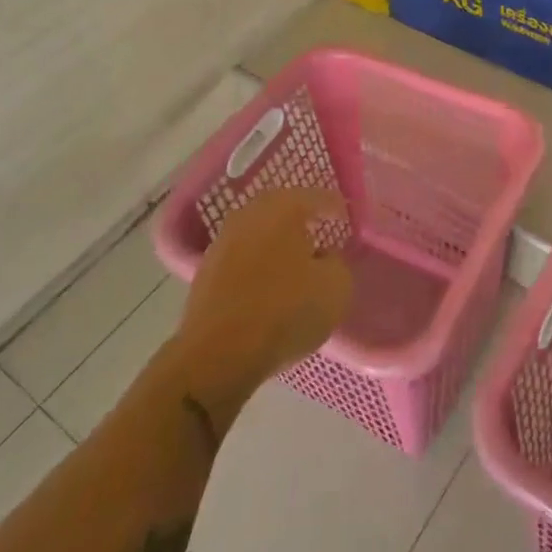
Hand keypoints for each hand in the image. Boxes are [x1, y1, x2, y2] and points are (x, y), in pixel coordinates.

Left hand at [175, 189, 352, 414]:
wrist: (217, 354)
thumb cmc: (285, 311)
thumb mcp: (336, 288)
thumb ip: (337, 263)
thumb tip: (324, 259)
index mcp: (284, 207)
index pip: (317, 197)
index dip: (335, 207)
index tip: (346, 218)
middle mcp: (250, 215)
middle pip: (282, 209)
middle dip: (301, 220)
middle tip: (319, 233)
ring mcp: (223, 242)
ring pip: (259, 233)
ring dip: (276, 243)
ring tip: (293, 263)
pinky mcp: (206, 272)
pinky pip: (242, 258)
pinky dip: (257, 265)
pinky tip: (267, 285)